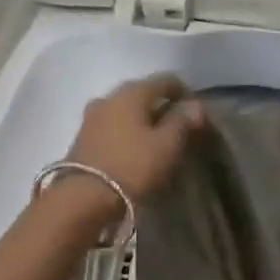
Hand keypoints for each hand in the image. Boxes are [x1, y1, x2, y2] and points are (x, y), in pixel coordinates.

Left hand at [67, 74, 205, 201]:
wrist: (82, 199)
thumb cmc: (132, 167)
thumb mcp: (167, 145)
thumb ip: (183, 121)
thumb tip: (195, 105)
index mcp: (131, 92)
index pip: (166, 80)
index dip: (185, 93)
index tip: (197, 113)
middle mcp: (108, 97)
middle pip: (143, 94)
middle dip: (163, 107)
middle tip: (179, 128)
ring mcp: (91, 117)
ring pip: (126, 111)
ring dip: (143, 121)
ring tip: (158, 141)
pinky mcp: (82, 138)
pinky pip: (113, 126)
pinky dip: (128, 132)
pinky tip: (136, 149)